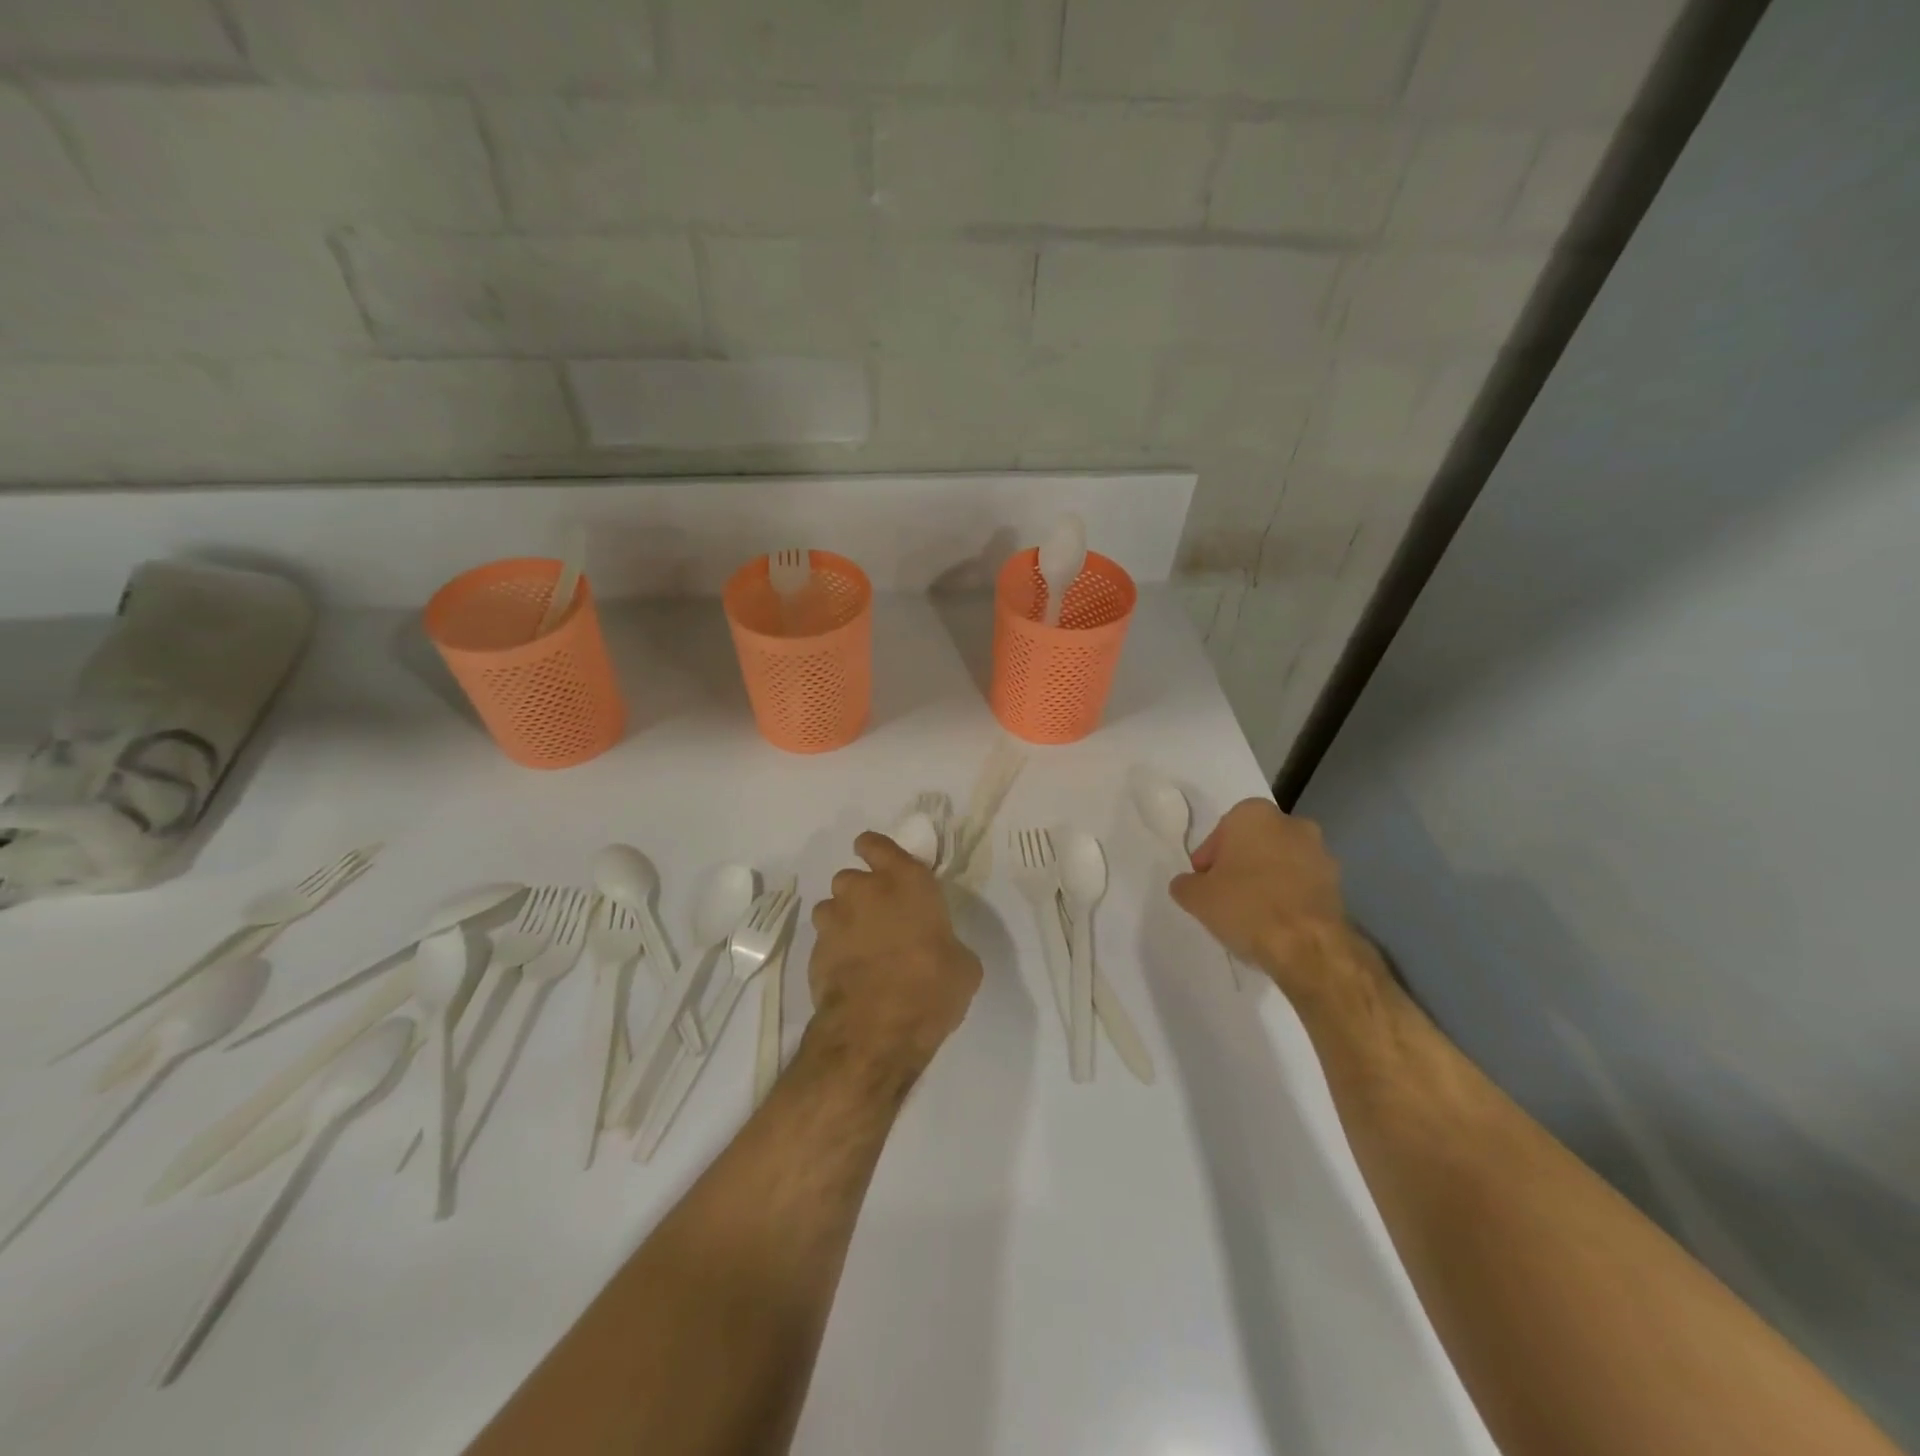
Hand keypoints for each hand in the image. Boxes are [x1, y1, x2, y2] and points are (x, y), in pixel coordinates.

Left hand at [807, 832, 981, 1079]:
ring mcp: (835, 920)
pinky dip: (833, 950)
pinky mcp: (814, 951)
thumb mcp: (963, 965)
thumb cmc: (931, 988)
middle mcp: (866, 891)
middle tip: (877, 917)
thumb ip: (947, 942)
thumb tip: (942, 948)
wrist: (877, 1030)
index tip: (878, 862)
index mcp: (907, 882)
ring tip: (859, 946)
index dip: (874, 850)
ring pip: (831, 907)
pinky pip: (823, 941)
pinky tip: (848, 972)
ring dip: (843, 920)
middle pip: (851, 877)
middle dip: (860, 892)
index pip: (877, 845)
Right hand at [1170, 799, 1386, 1010]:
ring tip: (1252, 914)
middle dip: (1240, 865)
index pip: (1222, 831)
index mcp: (1254, 814)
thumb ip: (1186, 884)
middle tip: (1225, 895)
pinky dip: (1289, 897)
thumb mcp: (1196, 897)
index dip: (1209, 858)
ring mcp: (1321, 853)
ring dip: (1267, 881)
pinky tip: (1276, 923)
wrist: (1308, 946)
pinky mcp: (1339, 884)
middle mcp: (1292, 823)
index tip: (1204, 883)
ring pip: (1281, 863)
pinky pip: (1302, 885)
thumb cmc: (1246, 906)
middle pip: (1254, 843)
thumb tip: (1188, 884)